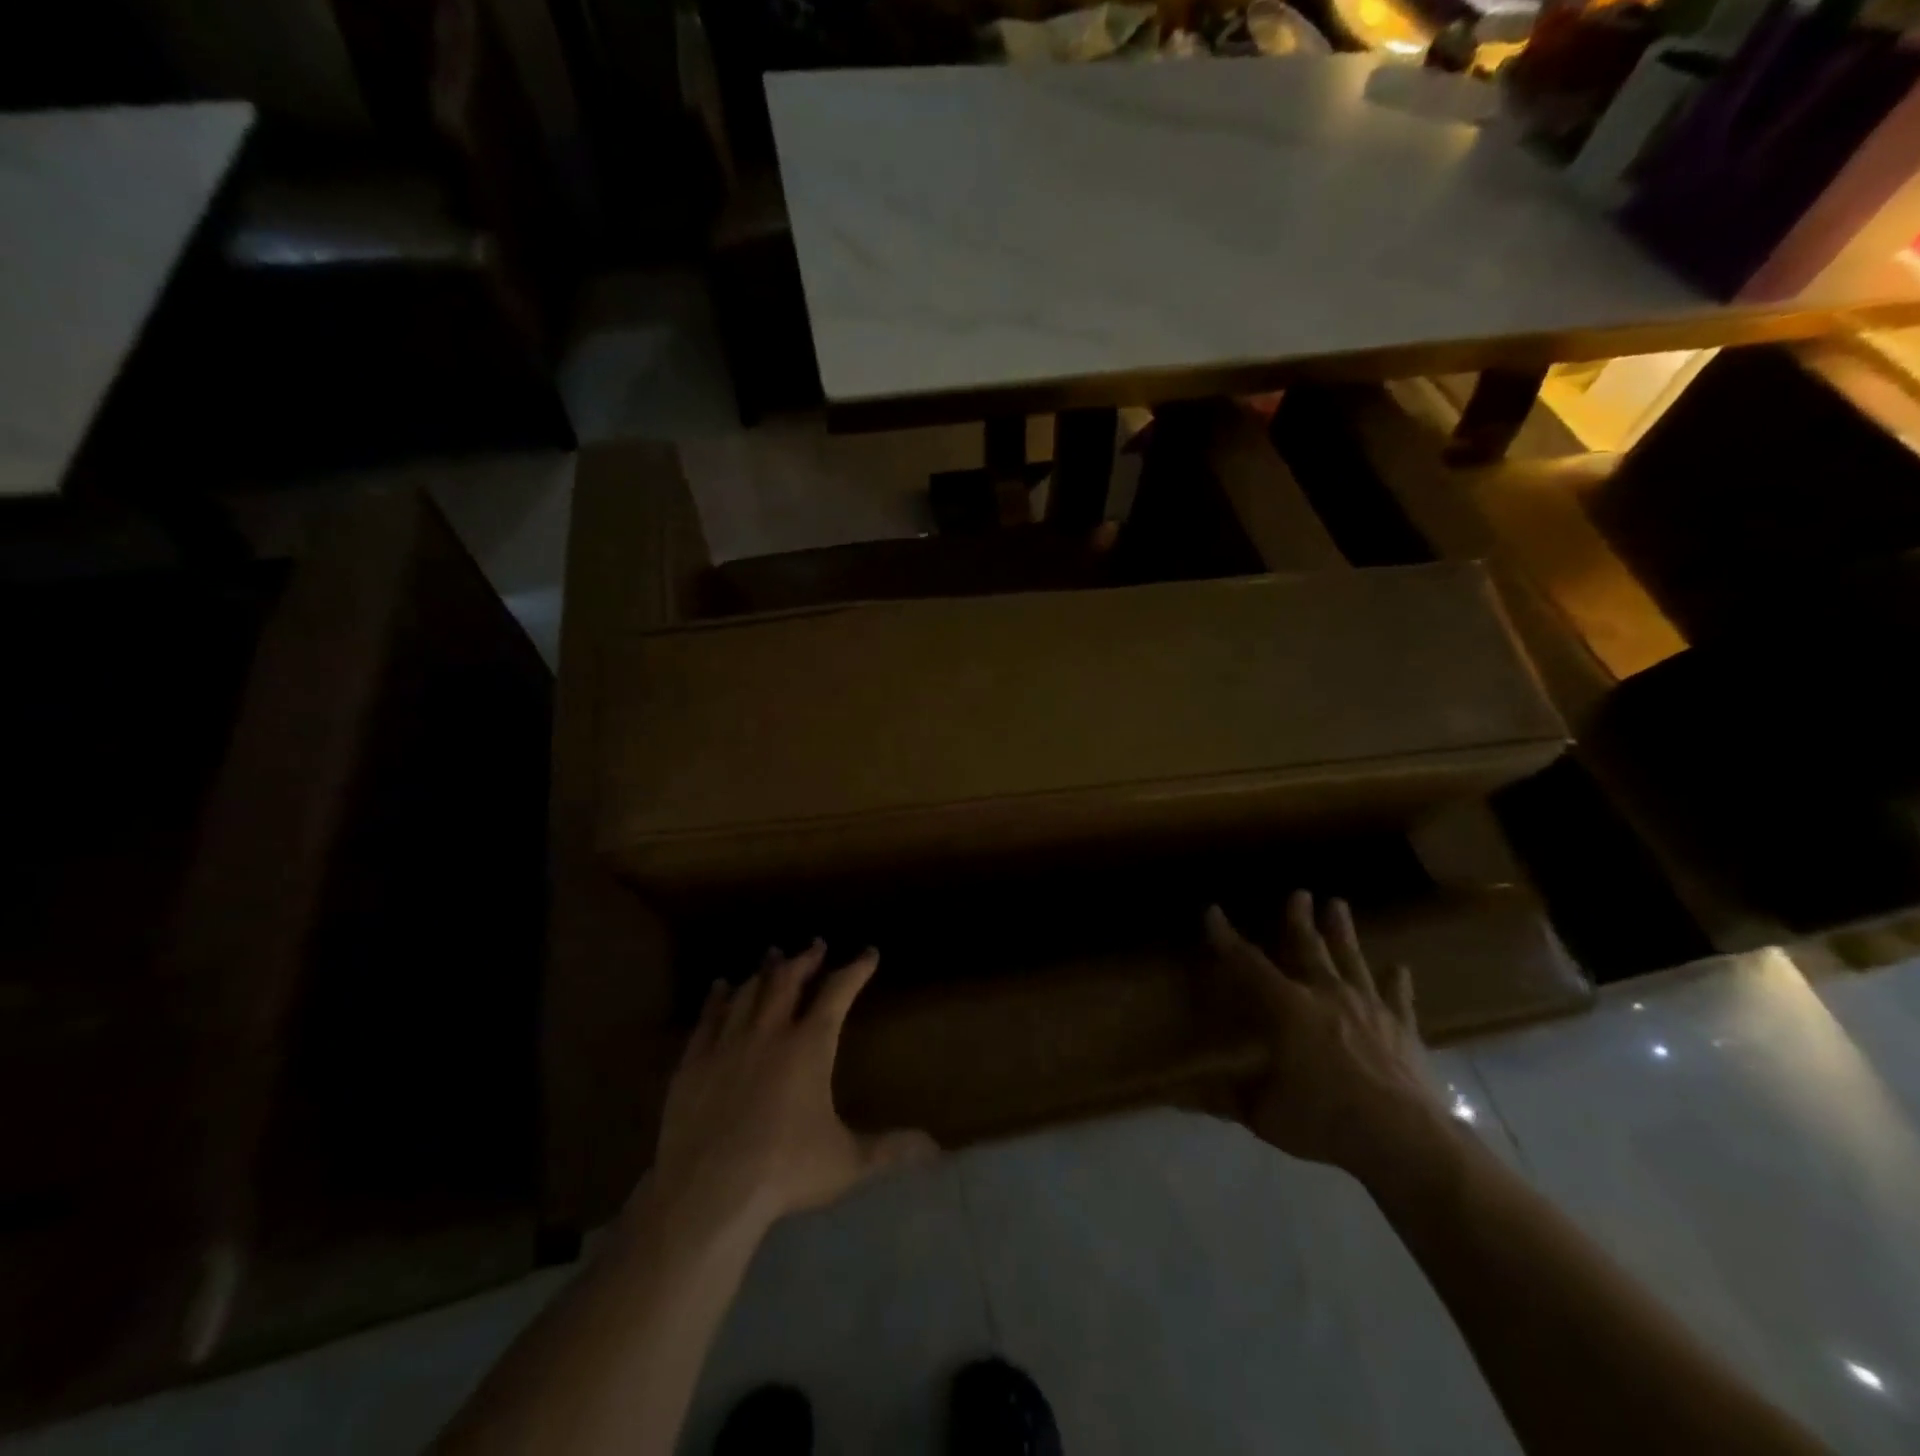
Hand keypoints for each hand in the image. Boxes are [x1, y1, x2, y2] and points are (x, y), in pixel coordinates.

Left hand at [648, 941, 935, 1235]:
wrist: (708, 1192)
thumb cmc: (785, 1170)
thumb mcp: (847, 1162)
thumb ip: (890, 1149)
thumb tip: (935, 1147)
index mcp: (809, 1046)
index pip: (838, 993)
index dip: (855, 970)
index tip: (868, 954)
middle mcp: (769, 1032)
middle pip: (789, 980)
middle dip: (805, 959)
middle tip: (815, 944)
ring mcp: (728, 1044)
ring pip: (748, 992)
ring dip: (764, 971)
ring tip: (772, 956)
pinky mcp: (694, 1062)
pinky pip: (708, 1018)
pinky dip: (718, 998)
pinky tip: (720, 987)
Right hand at [1205, 891, 1448, 1182]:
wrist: (1404, 1139)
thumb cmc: (1324, 1119)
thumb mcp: (1263, 1114)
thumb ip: (1224, 1098)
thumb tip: (1176, 1098)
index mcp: (1286, 1008)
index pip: (1247, 964)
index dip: (1226, 937)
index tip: (1212, 911)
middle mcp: (1325, 994)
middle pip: (1308, 947)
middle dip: (1298, 919)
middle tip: (1299, 892)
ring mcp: (1368, 1008)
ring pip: (1351, 959)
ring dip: (1342, 931)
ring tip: (1338, 904)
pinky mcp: (1401, 1028)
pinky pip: (1398, 998)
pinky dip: (1398, 982)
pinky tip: (1400, 968)